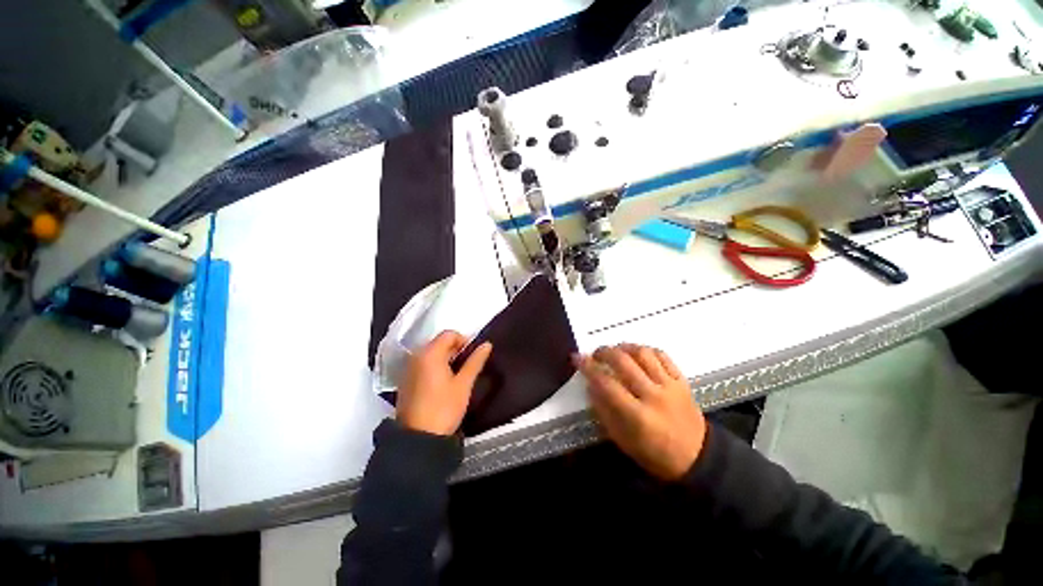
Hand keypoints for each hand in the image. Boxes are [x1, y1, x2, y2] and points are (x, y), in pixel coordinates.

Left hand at [397, 331, 492, 435]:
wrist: (418, 438)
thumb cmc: (444, 408)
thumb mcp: (463, 384)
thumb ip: (475, 361)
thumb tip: (487, 344)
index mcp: (430, 354)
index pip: (449, 334)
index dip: (464, 340)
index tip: (472, 356)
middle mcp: (416, 356)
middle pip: (438, 342)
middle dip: (455, 350)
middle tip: (466, 367)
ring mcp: (408, 369)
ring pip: (431, 354)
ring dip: (445, 358)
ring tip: (456, 376)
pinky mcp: (405, 381)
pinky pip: (423, 364)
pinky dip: (435, 367)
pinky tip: (442, 383)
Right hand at [575, 344, 705, 480]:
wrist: (696, 458)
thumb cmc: (653, 453)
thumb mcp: (621, 439)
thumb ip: (603, 410)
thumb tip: (590, 384)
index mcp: (637, 416)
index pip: (606, 384)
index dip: (588, 368)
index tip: (577, 358)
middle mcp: (654, 396)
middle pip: (624, 362)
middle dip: (604, 352)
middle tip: (596, 353)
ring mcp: (670, 386)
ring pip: (644, 354)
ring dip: (625, 347)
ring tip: (615, 350)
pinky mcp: (682, 381)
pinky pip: (663, 356)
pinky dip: (646, 350)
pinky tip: (637, 353)